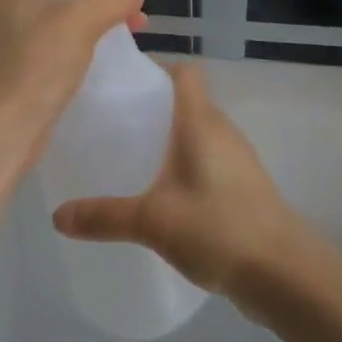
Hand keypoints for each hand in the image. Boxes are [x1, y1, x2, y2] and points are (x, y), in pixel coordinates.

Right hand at [51, 64, 309, 300]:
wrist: (284, 273)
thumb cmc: (219, 228)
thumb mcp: (153, 221)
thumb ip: (104, 217)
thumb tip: (57, 216)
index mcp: (200, 121)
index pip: (184, 72)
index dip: (155, 68)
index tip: (122, 83)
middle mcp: (221, 129)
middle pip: (186, 100)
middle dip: (152, 106)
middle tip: (113, 122)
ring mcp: (236, 158)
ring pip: (197, 131)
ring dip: (169, 137)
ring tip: (131, 155)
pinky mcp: (243, 185)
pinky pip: (207, 158)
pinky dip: (184, 163)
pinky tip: (162, 192)